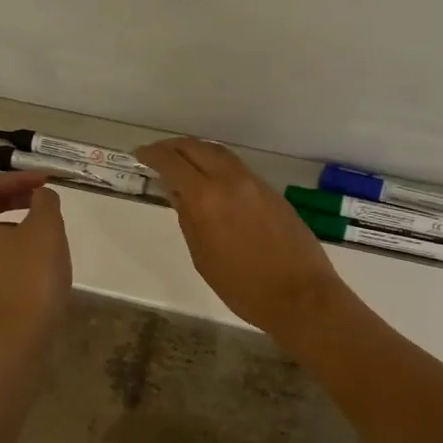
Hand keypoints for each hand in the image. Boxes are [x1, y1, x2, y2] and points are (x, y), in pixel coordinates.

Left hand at [0, 172, 72, 348]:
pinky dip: (10, 243)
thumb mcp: (46, 228)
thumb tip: (41, 195)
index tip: (45, 181)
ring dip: (14, 220)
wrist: (16, 338)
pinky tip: (35, 253)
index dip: (18, 178)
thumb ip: (45, 200)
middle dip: (14, 197)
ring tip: (43, 225)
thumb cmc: (29, 276)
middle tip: (43, 197)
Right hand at [136, 138, 350, 339]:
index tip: (140, 154)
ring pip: (219, 153)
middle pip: (197, 148)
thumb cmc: (244, 287)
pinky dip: (217, 164)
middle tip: (157, 154)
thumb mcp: (203, 257)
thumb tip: (179, 194)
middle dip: (173, 147)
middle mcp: (231, 181)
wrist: (301, 295)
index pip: (173, 163)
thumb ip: (188, 220)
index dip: (153, 155)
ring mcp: (255, 183)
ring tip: (182, 162)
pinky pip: (237, 167)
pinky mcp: (271, 192)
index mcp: (208, 198)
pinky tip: (211, 179)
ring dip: (197, 151)